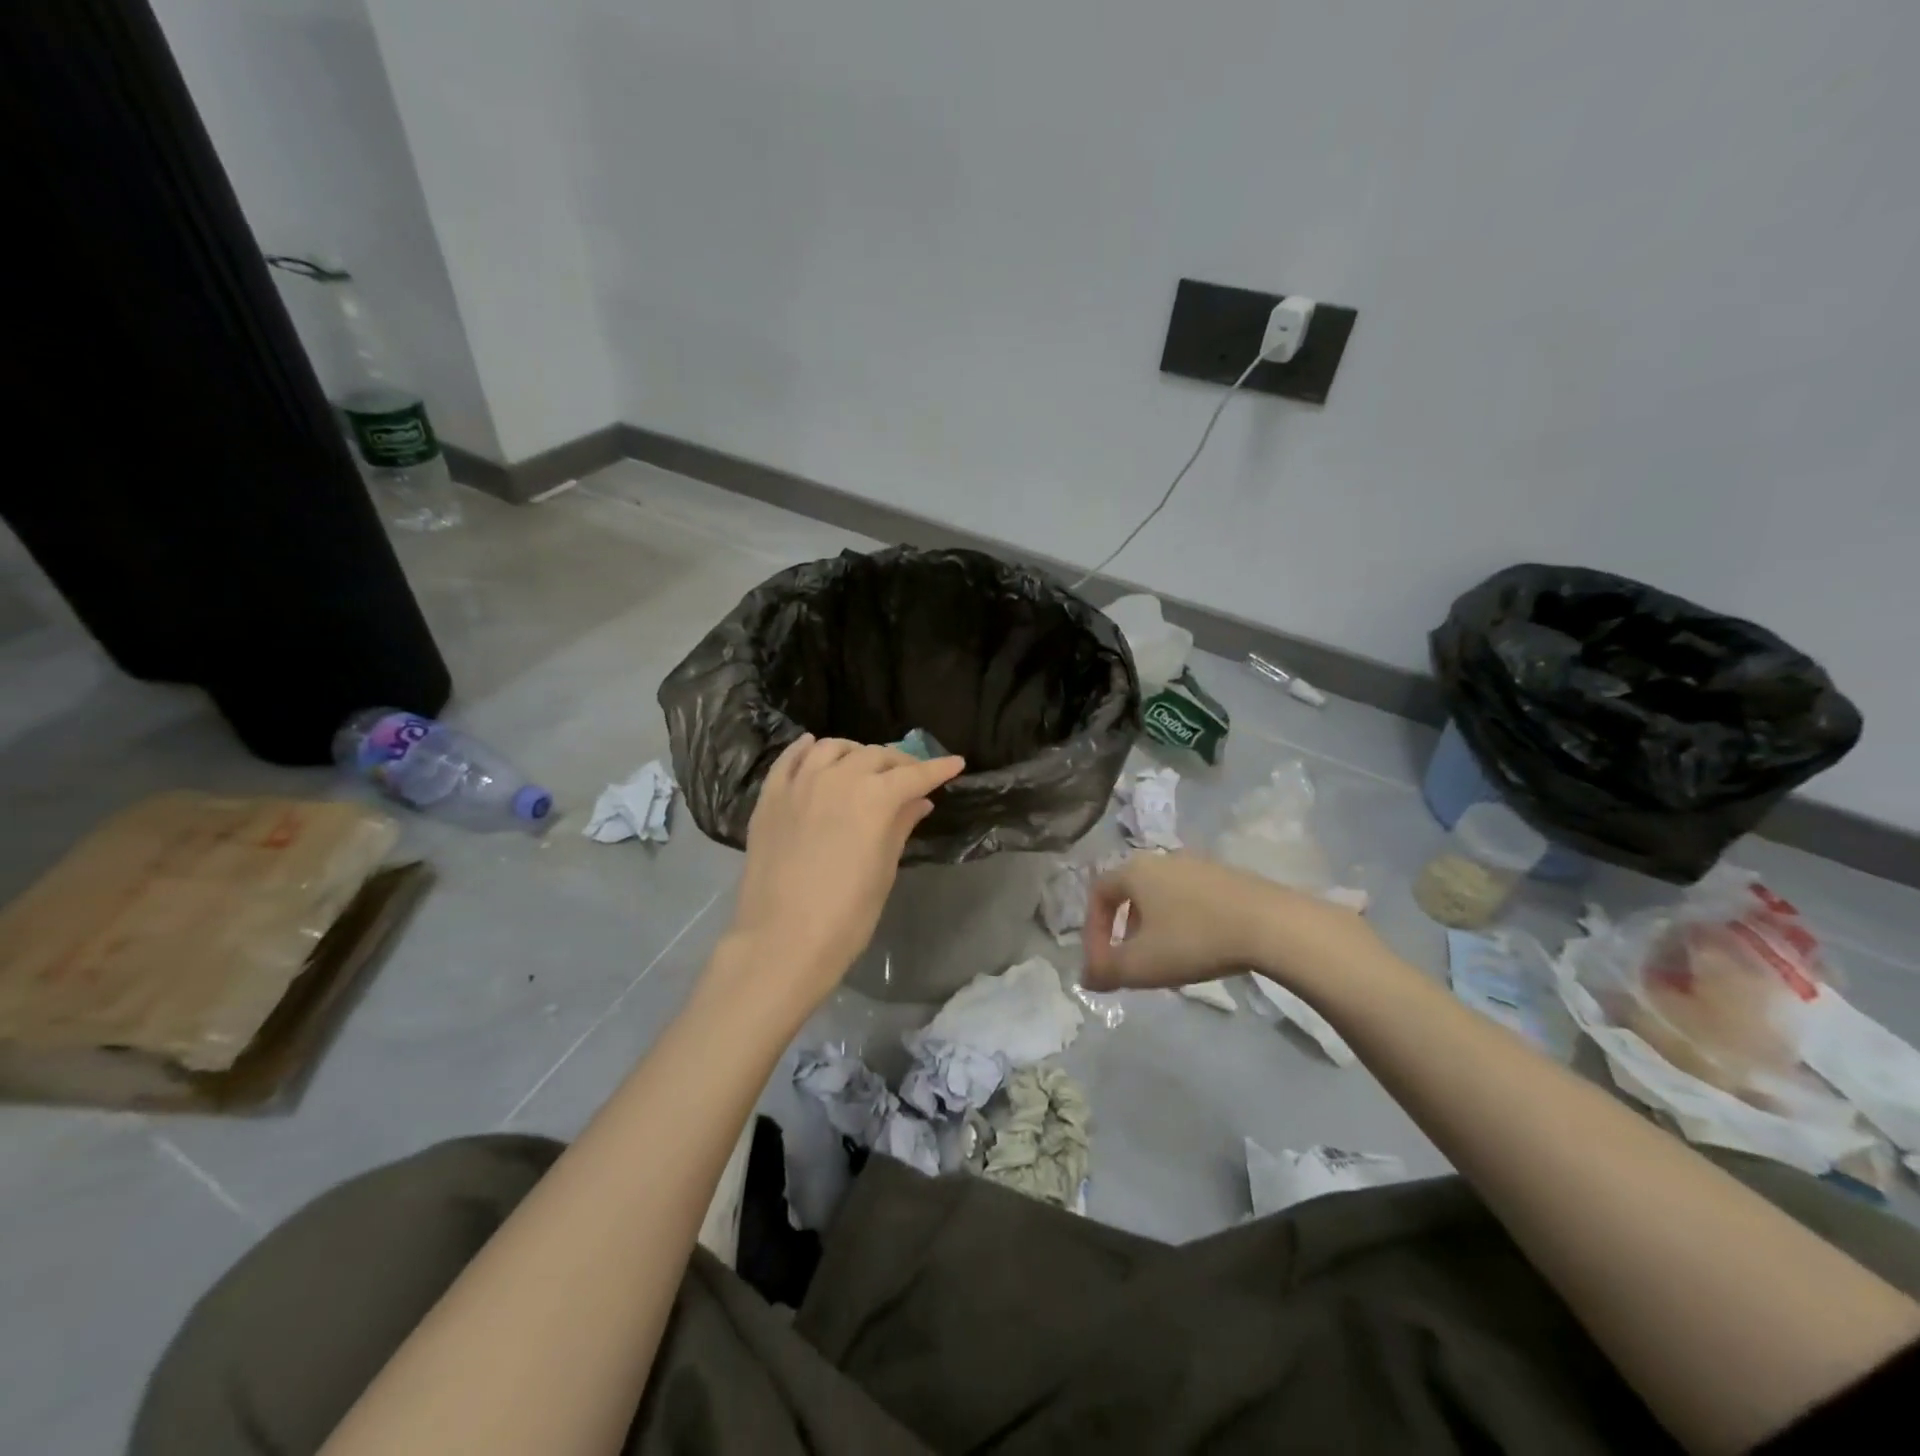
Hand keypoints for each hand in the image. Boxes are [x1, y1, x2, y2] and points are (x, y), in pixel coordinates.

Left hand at [724, 735, 964, 1010]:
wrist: (782, 941)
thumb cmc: (846, 915)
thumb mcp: (883, 870)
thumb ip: (900, 826)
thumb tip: (919, 802)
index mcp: (873, 798)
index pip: (913, 775)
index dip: (938, 768)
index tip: (955, 763)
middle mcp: (837, 778)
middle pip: (875, 755)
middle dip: (900, 762)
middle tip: (912, 775)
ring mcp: (799, 783)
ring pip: (832, 748)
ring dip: (856, 751)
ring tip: (865, 764)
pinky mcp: (770, 797)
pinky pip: (789, 758)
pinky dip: (806, 748)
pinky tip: (814, 747)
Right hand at [1081, 852, 1381, 992]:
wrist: (1270, 924)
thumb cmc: (1193, 940)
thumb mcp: (1141, 965)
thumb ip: (1106, 972)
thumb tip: (1086, 978)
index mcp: (1134, 871)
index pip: (1098, 894)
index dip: (1093, 931)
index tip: (1104, 965)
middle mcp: (1162, 859)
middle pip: (1130, 893)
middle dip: (1124, 930)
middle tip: (1132, 962)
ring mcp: (1198, 864)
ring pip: (1161, 895)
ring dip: (1154, 927)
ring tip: (1166, 960)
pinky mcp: (1227, 876)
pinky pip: (1190, 898)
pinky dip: (1183, 921)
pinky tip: (1199, 948)